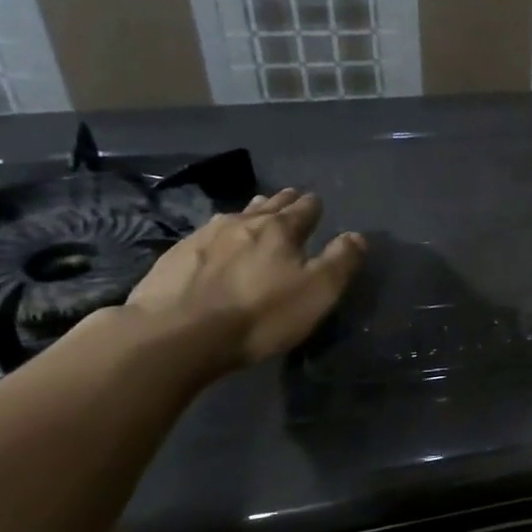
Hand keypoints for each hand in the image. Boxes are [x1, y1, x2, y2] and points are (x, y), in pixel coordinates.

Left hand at [122, 189, 364, 372]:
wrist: (175, 334)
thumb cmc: (259, 314)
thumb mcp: (317, 292)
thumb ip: (340, 262)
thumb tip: (357, 236)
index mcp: (280, 229)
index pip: (304, 209)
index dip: (313, 206)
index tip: (316, 202)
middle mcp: (242, 223)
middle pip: (268, 206)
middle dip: (282, 202)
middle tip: (290, 197)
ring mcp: (204, 237)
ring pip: (235, 216)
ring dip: (250, 213)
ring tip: (255, 211)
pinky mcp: (174, 256)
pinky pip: (206, 235)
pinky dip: (220, 233)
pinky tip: (216, 241)